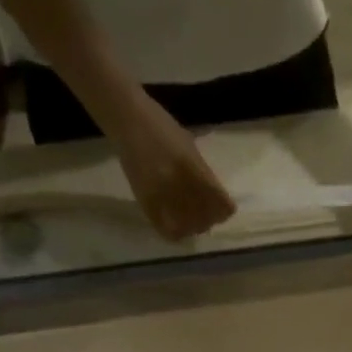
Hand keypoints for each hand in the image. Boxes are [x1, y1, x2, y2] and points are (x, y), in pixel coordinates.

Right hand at [107, 92, 236, 240]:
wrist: (126, 119)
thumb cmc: (161, 126)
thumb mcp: (189, 146)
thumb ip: (203, 172)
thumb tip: (215, 195)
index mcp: (192, 167)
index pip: (220, 201)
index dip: (226, 209)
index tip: (226, 209)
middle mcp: (177, 183)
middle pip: (205, 217)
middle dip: (210, 219)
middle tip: (209, 216)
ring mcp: (160, 193)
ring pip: (188, 226)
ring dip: (194, 227)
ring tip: (194, 221)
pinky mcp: (145, 201)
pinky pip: (166, 229)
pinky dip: (176, 231)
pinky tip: (178, 226)